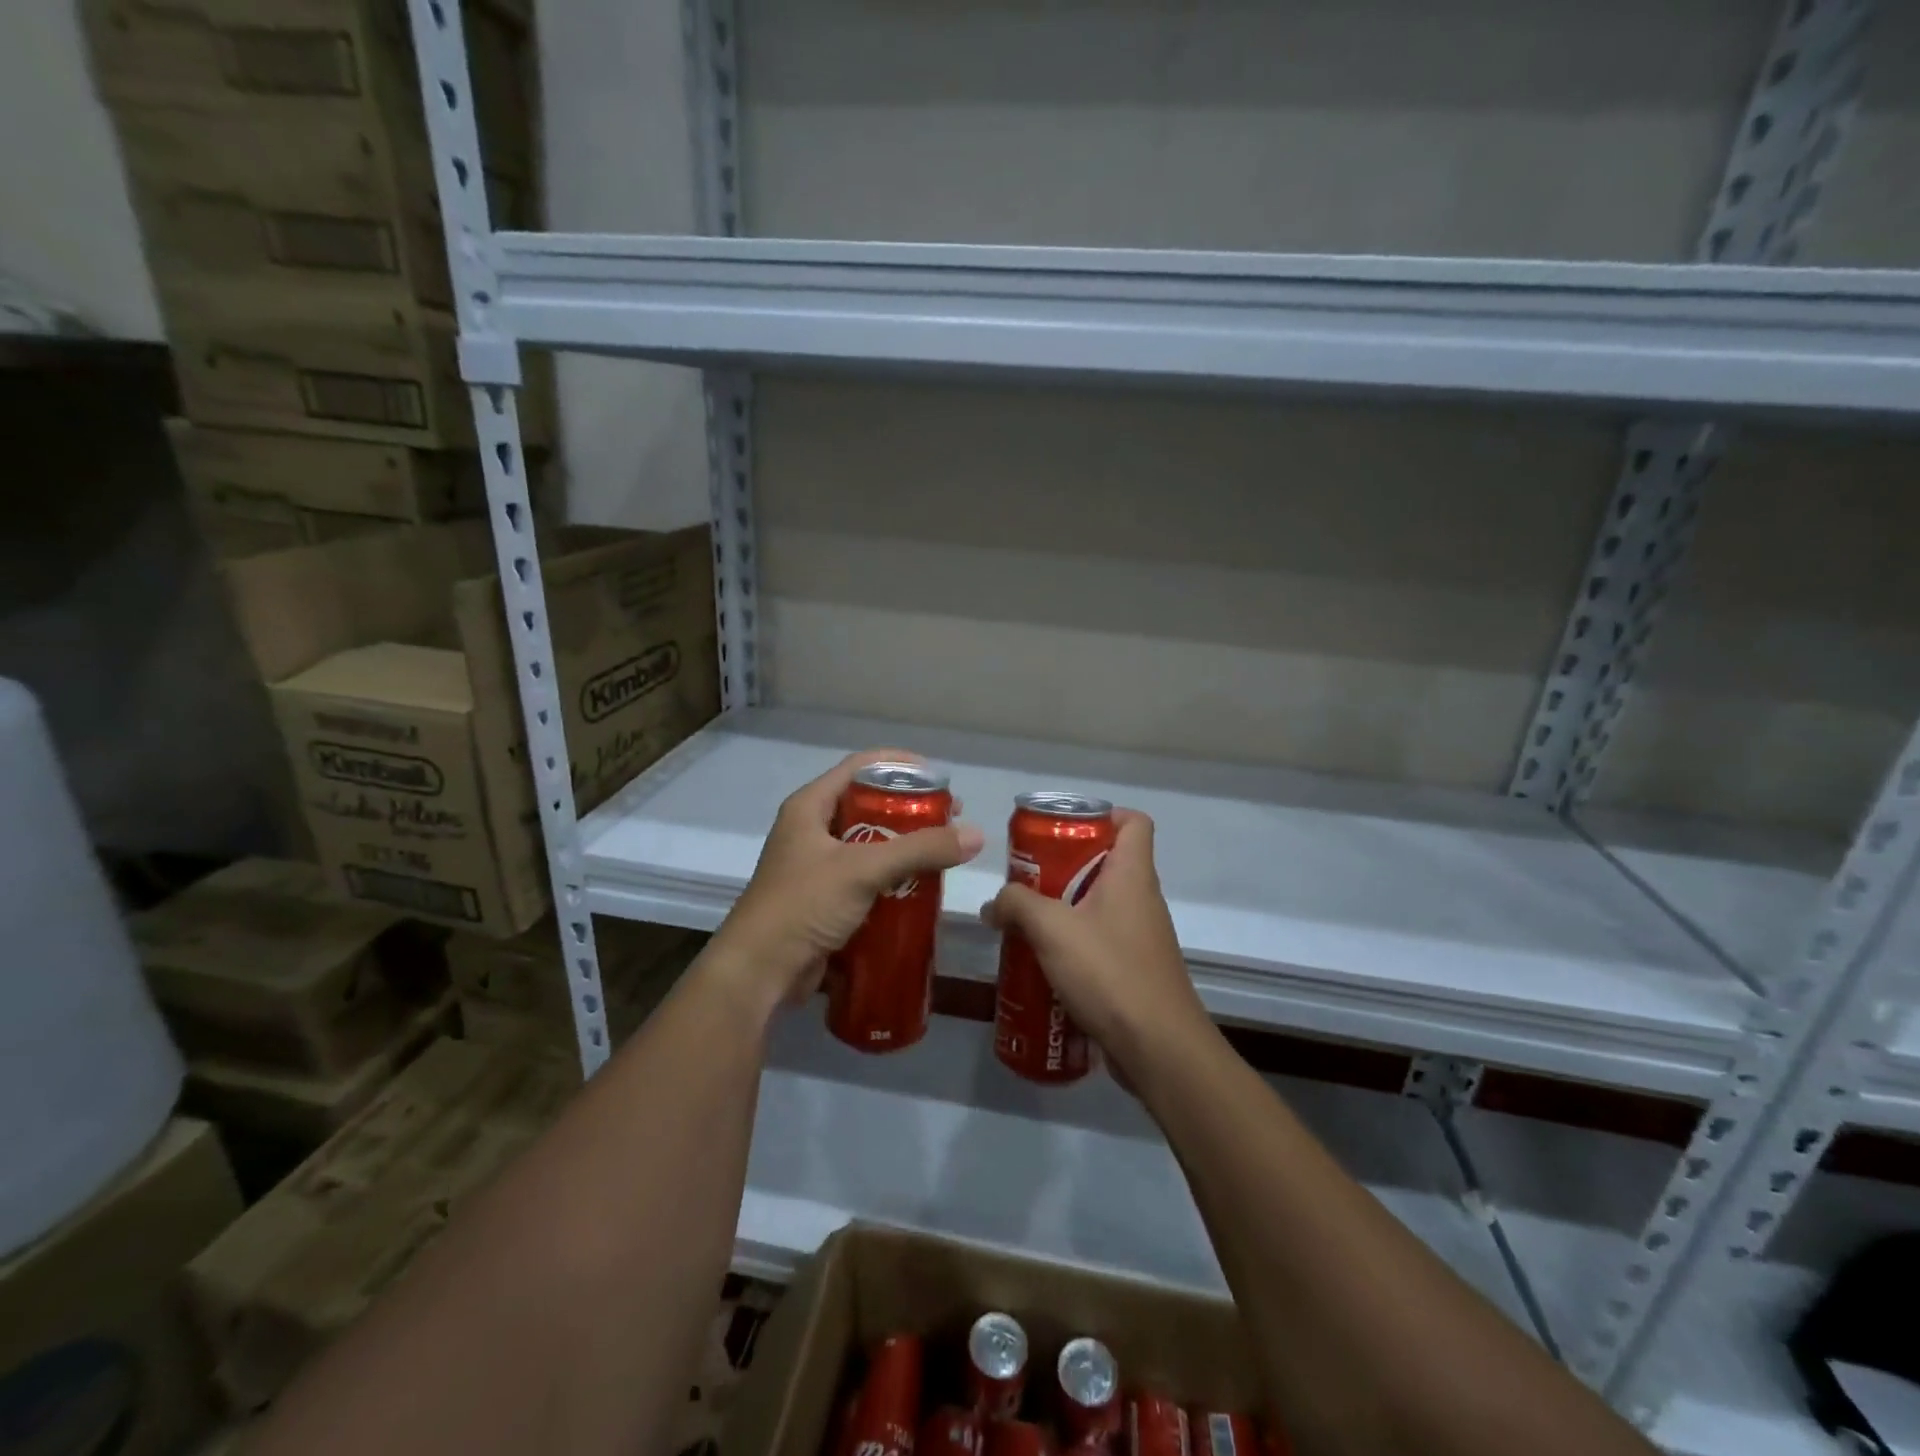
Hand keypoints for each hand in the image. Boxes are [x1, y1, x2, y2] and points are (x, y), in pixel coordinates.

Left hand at [704, 749, 983, 1018]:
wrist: (759, 972)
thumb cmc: (804, 905)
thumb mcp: (864, 869)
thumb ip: (920, 850)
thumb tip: (976, 835)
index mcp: (810, 807)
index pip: (860, 767)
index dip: (900, 765)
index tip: (939, 776)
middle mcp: (811, 829)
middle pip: (868, 804)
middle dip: (910, 810)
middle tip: (949, 818)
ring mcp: (816, 866)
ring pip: (869, 843)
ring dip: (904, 846)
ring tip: (941, 852)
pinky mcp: (823, 899)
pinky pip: (865, 877)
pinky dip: (892, 877)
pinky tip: (921, 886)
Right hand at [980, 809, 1208, 1081]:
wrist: (1158, 1048)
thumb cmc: (1110, 972)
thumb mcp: (1052, 929)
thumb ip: (1017, 905)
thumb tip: (994, 904)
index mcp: (1132, 875)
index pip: (1134, 822)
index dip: (1103, 814)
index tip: (1062, 828)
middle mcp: (1142, 899)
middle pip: (1107, 863)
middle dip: (1064, 865)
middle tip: (1027, 877)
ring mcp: (1141, 937)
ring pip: (1099, 906)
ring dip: (1064, 908)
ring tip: (1025, 920)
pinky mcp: (1134, 970)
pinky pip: (1100, 942)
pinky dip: (1072, 944)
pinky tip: (1042, 962)